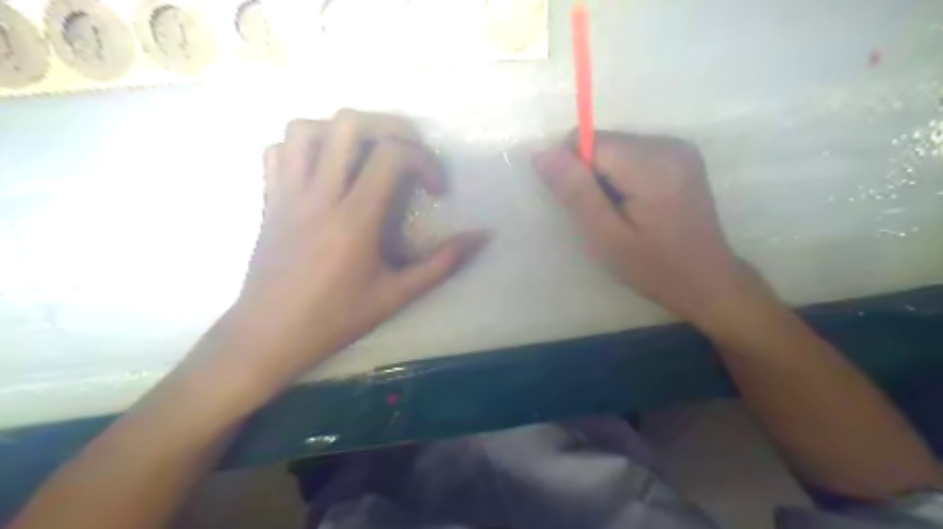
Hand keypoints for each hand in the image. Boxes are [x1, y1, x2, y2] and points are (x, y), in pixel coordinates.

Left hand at [216, 109, 494, 392]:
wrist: (268, 336)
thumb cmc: (334, 319)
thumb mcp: (397, 296)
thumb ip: (442, 264)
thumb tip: (481, 237)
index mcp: (353, 219)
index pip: (391, 156)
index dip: (424, 160)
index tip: (436, 189)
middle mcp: (318, 196)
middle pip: (349, 124)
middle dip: (390, 127)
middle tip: (409, 152)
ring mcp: (286, 194)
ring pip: (306, 128)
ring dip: (343, 131)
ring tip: (367, 155)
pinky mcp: (268, 200)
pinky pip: (278, 151)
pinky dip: (304, 147)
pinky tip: (325, 170)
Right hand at [533, 132, 756, 325]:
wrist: (706, 281)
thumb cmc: (654, 267)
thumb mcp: (606, 236)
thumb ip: (575, 192)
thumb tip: (542, 153)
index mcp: (652, 164)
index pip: (588, 142)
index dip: (575, 173)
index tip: (586, 208)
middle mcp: (668, 143)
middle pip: (603, 142)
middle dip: (591, 175)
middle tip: (606, 216)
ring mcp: (678, 147)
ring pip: (615, 147)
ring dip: (605, 177)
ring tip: (622, 213)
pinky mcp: (680, 155)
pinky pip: (631, 154)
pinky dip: (622, 176)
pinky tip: (636, 205)